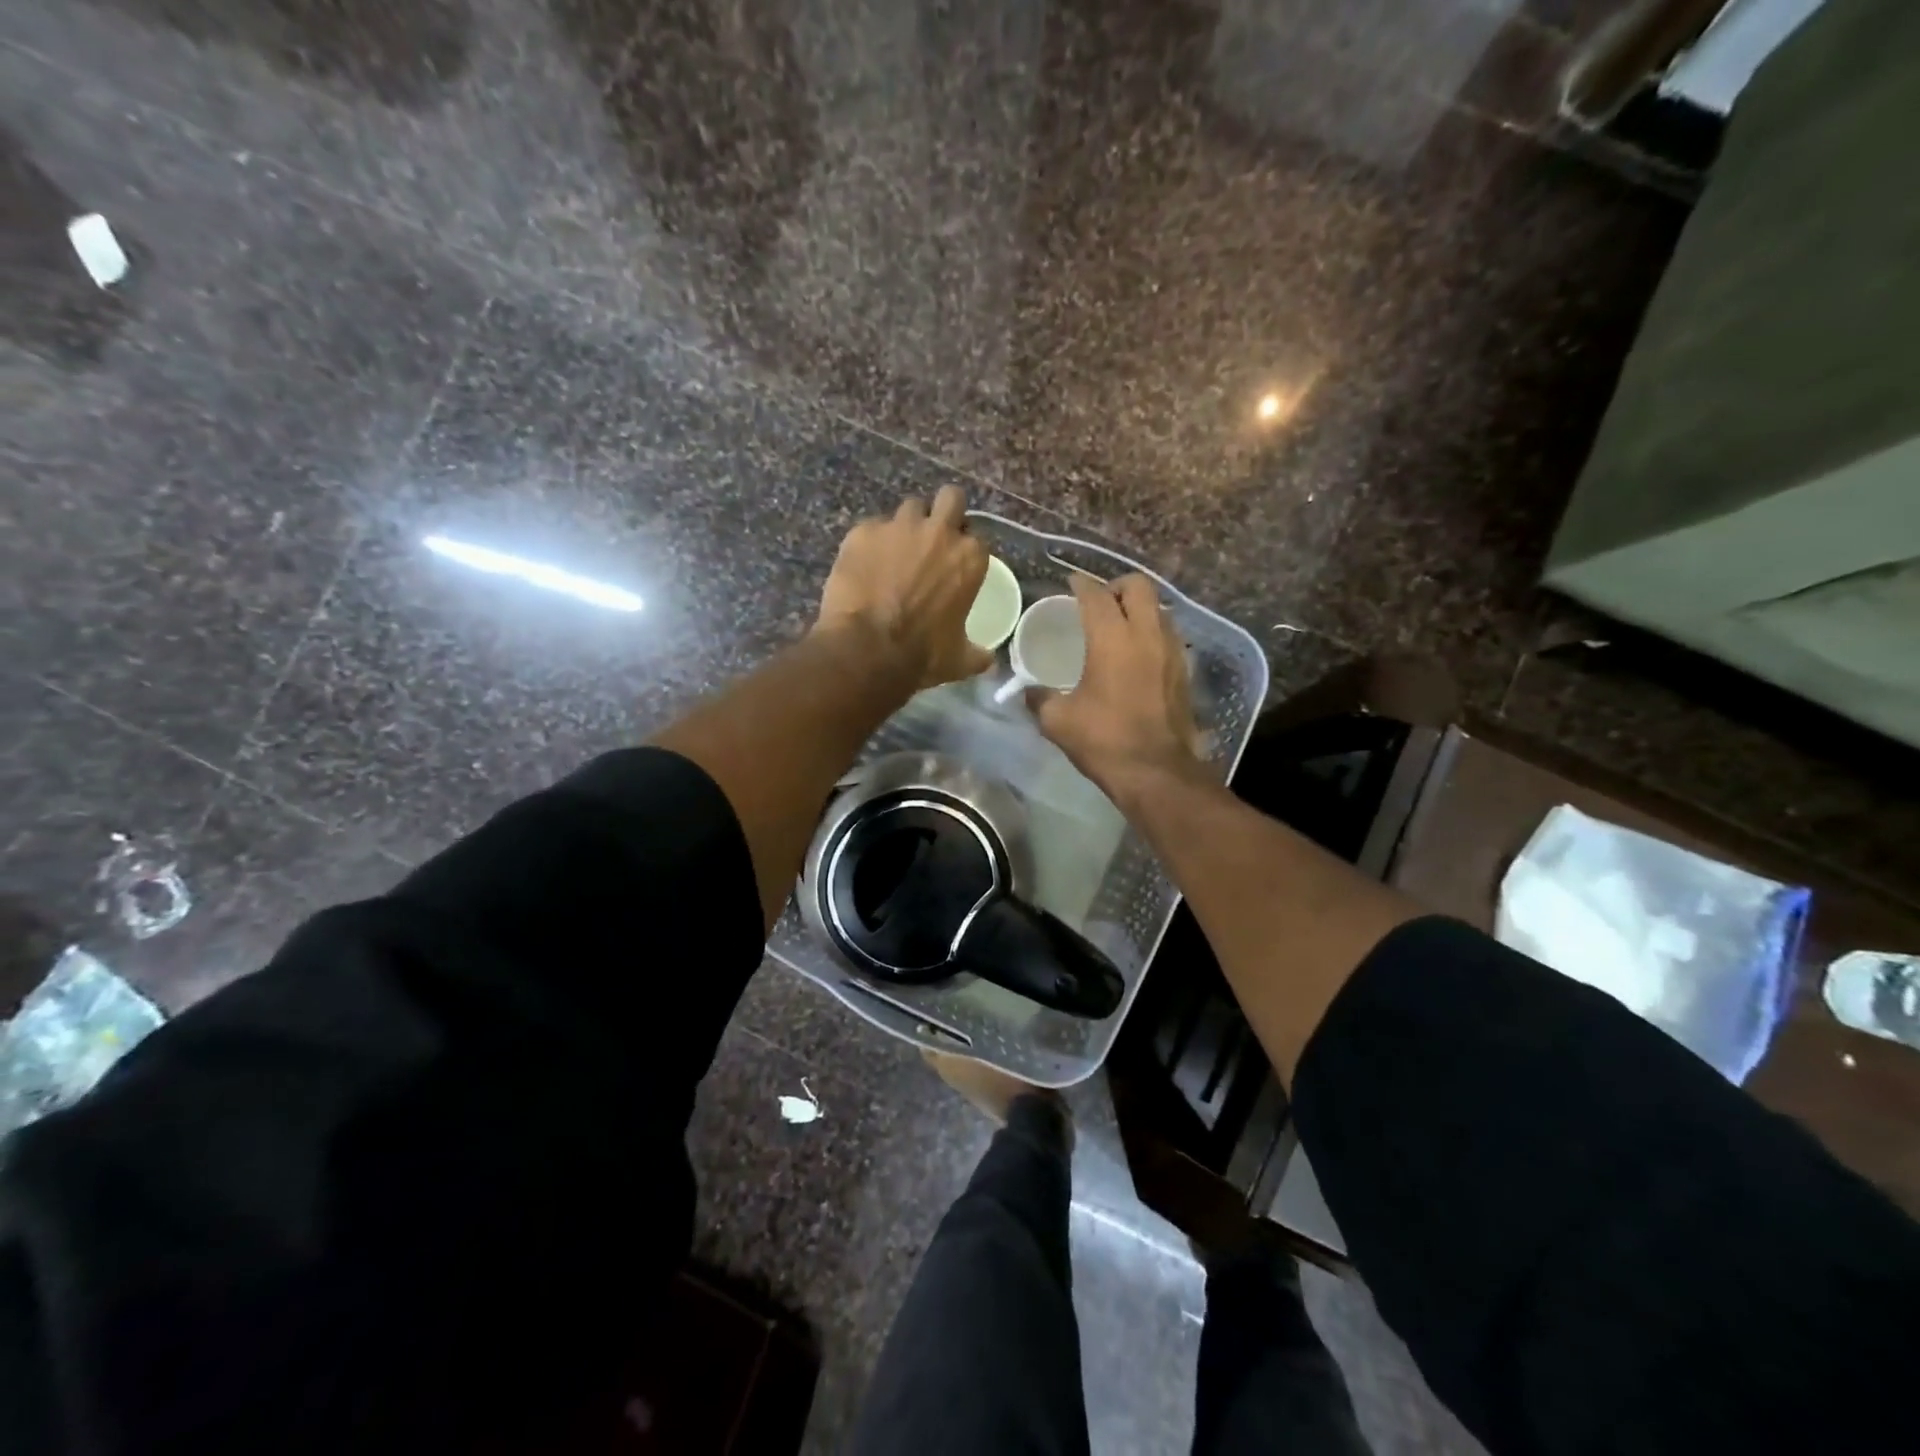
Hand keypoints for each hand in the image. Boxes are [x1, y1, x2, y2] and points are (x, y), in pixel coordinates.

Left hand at [815, 486, 993, 688]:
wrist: (867, 649)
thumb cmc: (922, 654)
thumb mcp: (959, 659)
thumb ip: (976, 653)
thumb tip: (988, 660)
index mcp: (969, 557)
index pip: (975, 538)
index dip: (963, 549)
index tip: (953, 566)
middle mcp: (939, 532)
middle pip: (951, 498)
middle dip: (944, 512)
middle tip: (931, 539)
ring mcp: (899, 526)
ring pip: (909, 508)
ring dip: (906, 526)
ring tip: (894, 552)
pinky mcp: (863, 531)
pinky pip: (872, 528)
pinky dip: (870, 543)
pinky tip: (863, 566)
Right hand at [1030, 573, 1204, 801]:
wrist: (1156, 772)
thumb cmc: (1104, 740)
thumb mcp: (1058, 721)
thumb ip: (1040, 698)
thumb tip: (1029, 692)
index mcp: (1112, 638)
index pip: (1096, 594)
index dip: (1081, 584)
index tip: (1070, 584)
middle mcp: (1146, 634)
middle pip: (1138, 586)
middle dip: (1116, 586)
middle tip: (1099, 602)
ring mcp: (1172, 650)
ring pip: (1158, 608)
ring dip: (1138, 609)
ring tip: (1119, 626)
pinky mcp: (1185, 671)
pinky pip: (1168, 634)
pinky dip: (1151, 633)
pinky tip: (1137, 655)